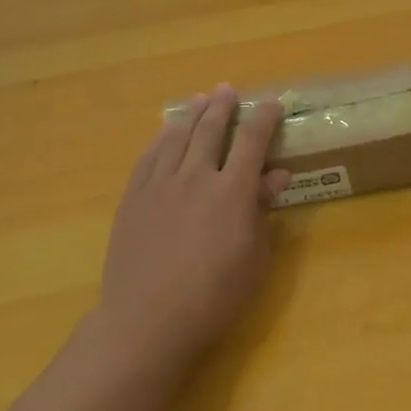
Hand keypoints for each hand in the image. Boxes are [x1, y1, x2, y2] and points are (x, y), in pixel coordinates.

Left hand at [94, 84, 291, 369]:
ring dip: (192, 115)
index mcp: (232, 191)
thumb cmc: (214, 296)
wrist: (147, 320)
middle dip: (223, 107)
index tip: (272, 103)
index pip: (252, 141)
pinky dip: (160, 139)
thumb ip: (263, 210)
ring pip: (177, 137)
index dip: (264, 118)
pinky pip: (148, 157)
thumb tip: (277, 175)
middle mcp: (196, 177)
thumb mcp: (253, 257)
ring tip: (200, 100)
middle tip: (228, 90)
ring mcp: (160, 185)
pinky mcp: (133, 199)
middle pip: (211, 130)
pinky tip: (165, 133)